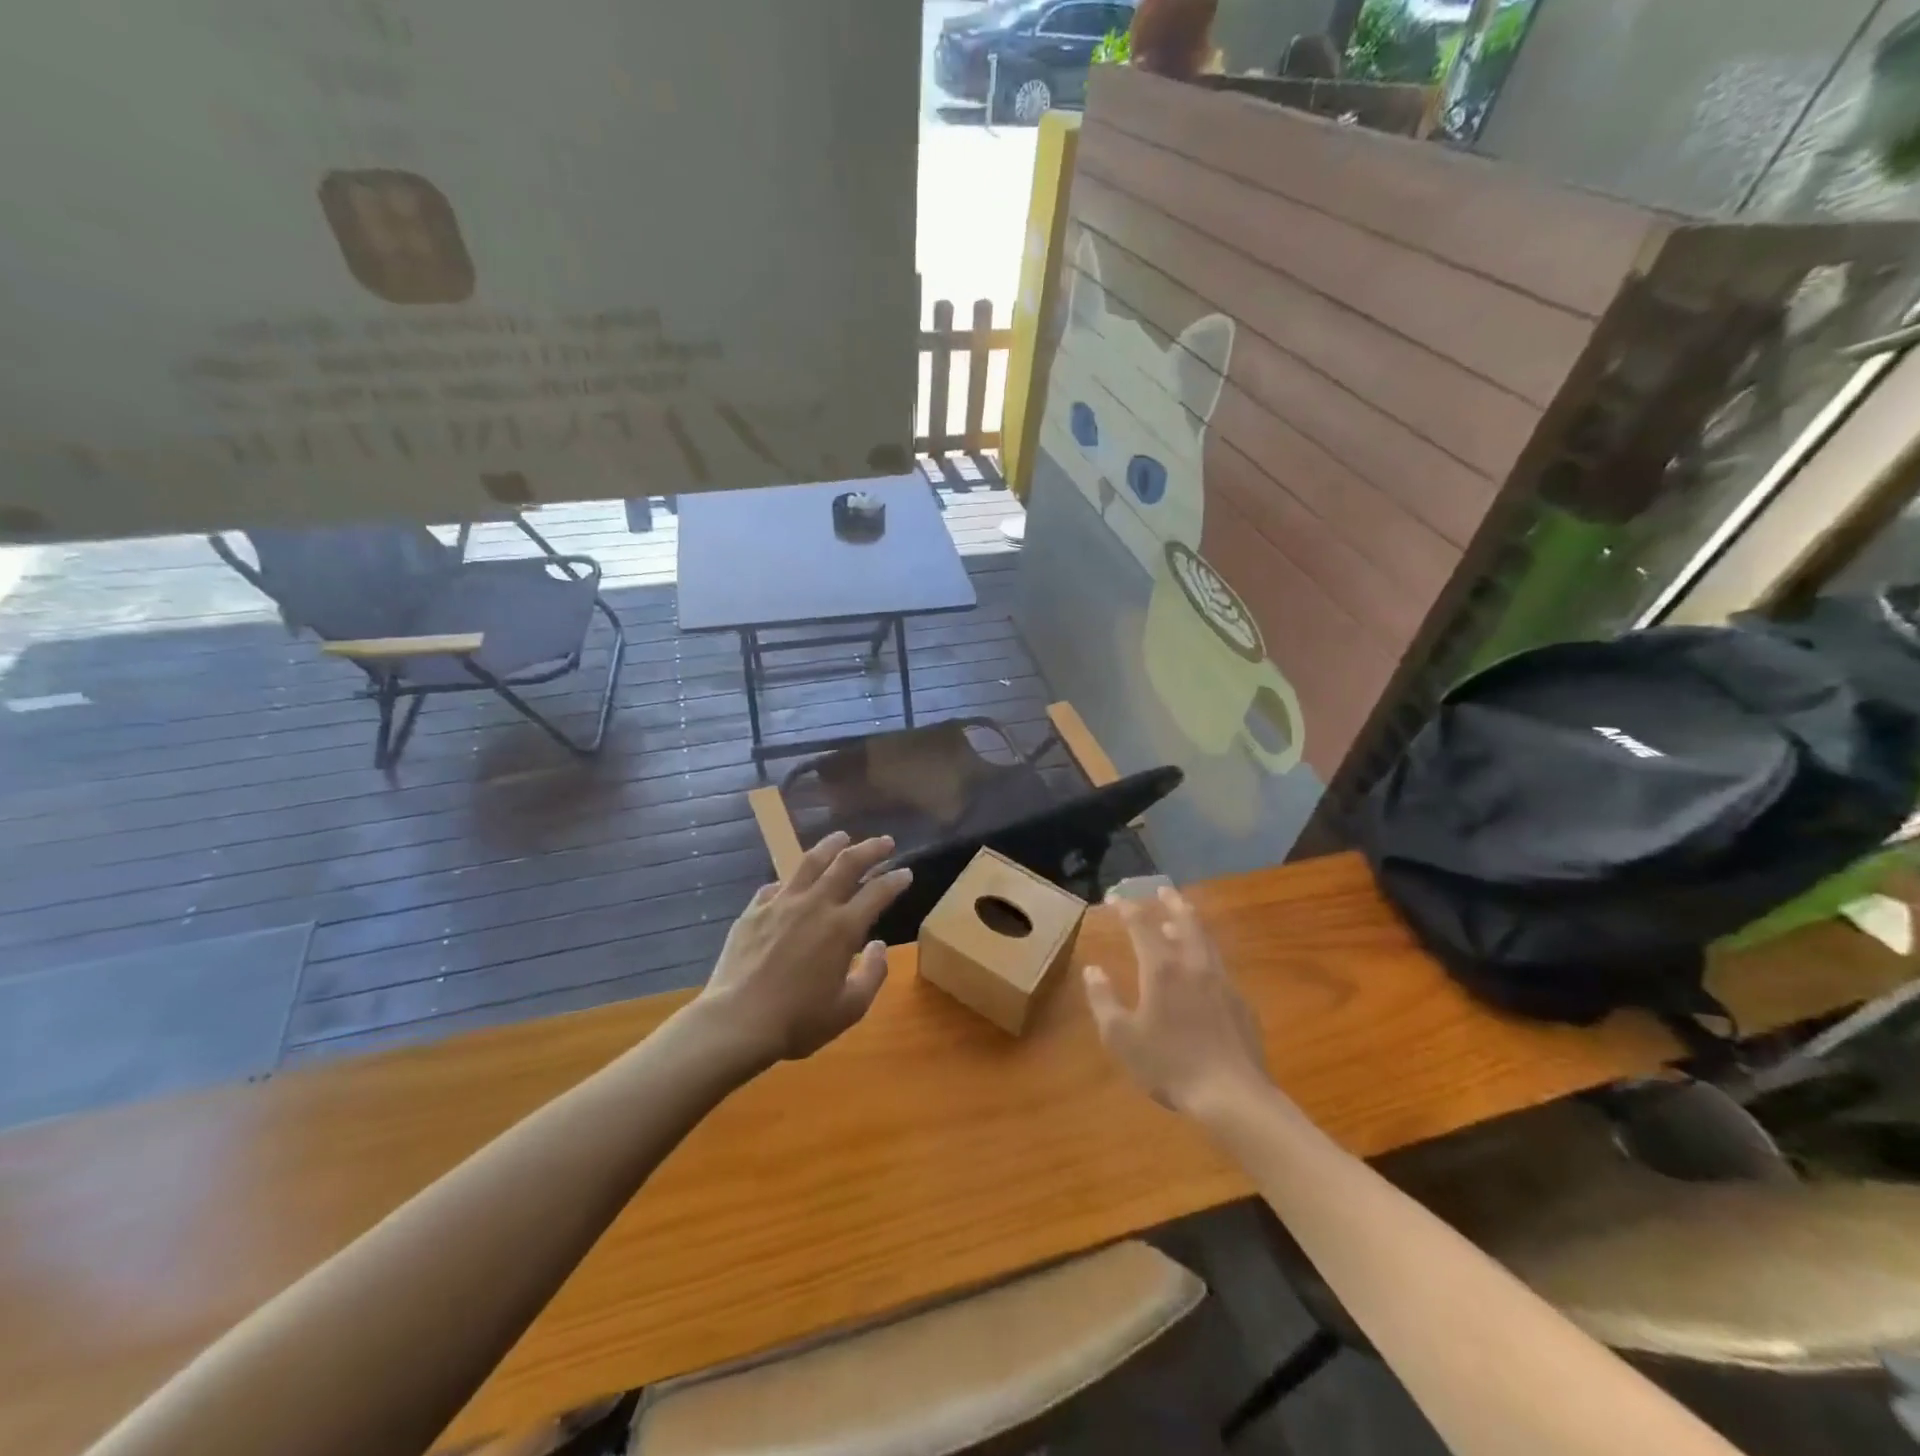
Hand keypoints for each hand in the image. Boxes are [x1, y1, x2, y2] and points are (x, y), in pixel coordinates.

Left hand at [697, 832, 912, 1066]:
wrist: (737, 1021)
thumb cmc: (798, 1020)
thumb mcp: (849, 1008)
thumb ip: (872, 974)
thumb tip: (879, 945)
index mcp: (843, 928)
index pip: (878, 892)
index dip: (895, 880)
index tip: (906, 873)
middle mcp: (815, 905)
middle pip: (847, 864)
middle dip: (870, 849)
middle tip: (885, 842)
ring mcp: (781, 903)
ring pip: (810, 862)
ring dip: (831, 846)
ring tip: (842, 837)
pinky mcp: (754, 910)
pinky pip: (776, 885)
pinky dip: (791, 879)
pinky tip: (792, 881)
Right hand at [1083, 886, 1269, 1115]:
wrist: (1233, 1095)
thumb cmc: (1170, 1064)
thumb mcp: (1121, 1037)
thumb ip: (1103, 1000)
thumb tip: (1092, 970)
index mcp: (1162, 969)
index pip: (1142, 926)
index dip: (1127, 908)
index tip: (1115, 897)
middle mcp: (1193, 965)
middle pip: (1185, 922)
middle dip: (1172, 903)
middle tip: (1163, 889)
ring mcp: (1222, 982)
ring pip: (1206, 941)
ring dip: (1192, 924)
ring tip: (1183, 918)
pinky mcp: (1241, 1003)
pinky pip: (1220, 966)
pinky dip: (1207, 954)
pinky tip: (1204, 969)